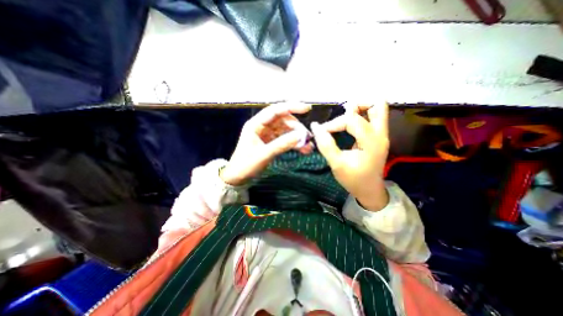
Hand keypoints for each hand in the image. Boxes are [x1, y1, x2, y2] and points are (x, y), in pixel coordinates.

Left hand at [220, 102, 313, 184]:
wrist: (238, 178)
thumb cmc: (246, 165)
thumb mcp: (264, 154)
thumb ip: (282, 144)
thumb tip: (301, 136)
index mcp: (256, 124)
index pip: (274, 111)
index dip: (291, 107)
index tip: (307, 109)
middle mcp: (262, 126)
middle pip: (283, 121)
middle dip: (297, 128)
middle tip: (308, 138)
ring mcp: (267, 134)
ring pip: (286, 130)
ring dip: (297, 137)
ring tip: (309, 147)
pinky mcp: (271, 142)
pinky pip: (285, 139)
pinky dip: (294, 143)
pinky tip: (303, 149)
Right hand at [309, 102, 390, 212]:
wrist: (369, 190)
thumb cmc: (353, 179)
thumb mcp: (337, 164)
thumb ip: (326, 145)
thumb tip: (315, 127)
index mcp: (371, 142)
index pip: (352, 120)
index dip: (334, 123)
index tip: (323, 132)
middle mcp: (380, 134)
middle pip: (378, 104)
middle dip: (357, 105)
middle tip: (341, 114)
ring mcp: (381, 135)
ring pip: (378, 109)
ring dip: (360, 108)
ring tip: (345, 118)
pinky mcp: (378, 137)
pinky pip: (373, 118)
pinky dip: (361, 115)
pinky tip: (348, 124)